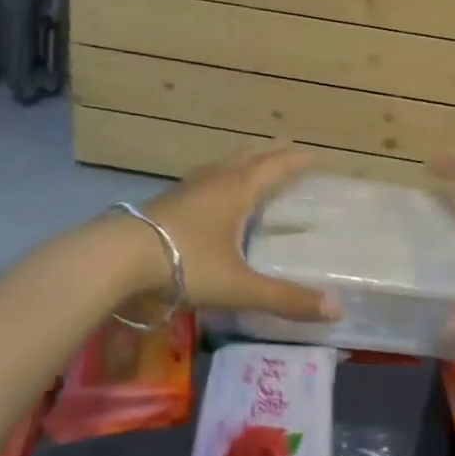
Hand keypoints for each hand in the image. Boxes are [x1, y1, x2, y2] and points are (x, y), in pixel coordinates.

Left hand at [140, 145, 340, 321]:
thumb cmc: (185, 263)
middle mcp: (216, 181)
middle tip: (289, 146)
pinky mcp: (167, 201)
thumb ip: (285, 298)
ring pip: (223, 164)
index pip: (276, 167)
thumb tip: (336, 309)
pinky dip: (219, 175)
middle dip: (272, 152)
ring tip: (253, 160)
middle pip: (249, 157)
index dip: (298, 160)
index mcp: (239, 191)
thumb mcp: (239, 286)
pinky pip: (204, 178)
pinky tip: (210, 191)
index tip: (318, 154)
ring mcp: (188, 189)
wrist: (118, 257)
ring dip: (243, 159)